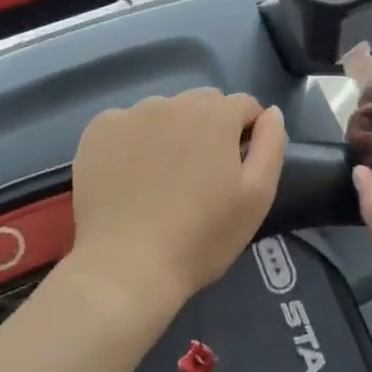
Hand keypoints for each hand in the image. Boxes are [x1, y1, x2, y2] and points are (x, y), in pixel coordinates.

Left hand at [65, 88, 285, 319]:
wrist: (125, 269)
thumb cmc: (201, 237)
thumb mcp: (257, 196)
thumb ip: (271, 144)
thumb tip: (270, 113)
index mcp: (216, 114)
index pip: (245, 105)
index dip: (247, 133)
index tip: (237, 168)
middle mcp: (174, 102)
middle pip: (205, 102)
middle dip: (211, 127)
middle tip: (202, 174)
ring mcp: (132, 114)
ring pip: (165, 111)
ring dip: (172, 132)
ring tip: (163, 178)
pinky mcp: (99, 130)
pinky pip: (128, 123)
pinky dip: (134, 140)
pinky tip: (130, 175)